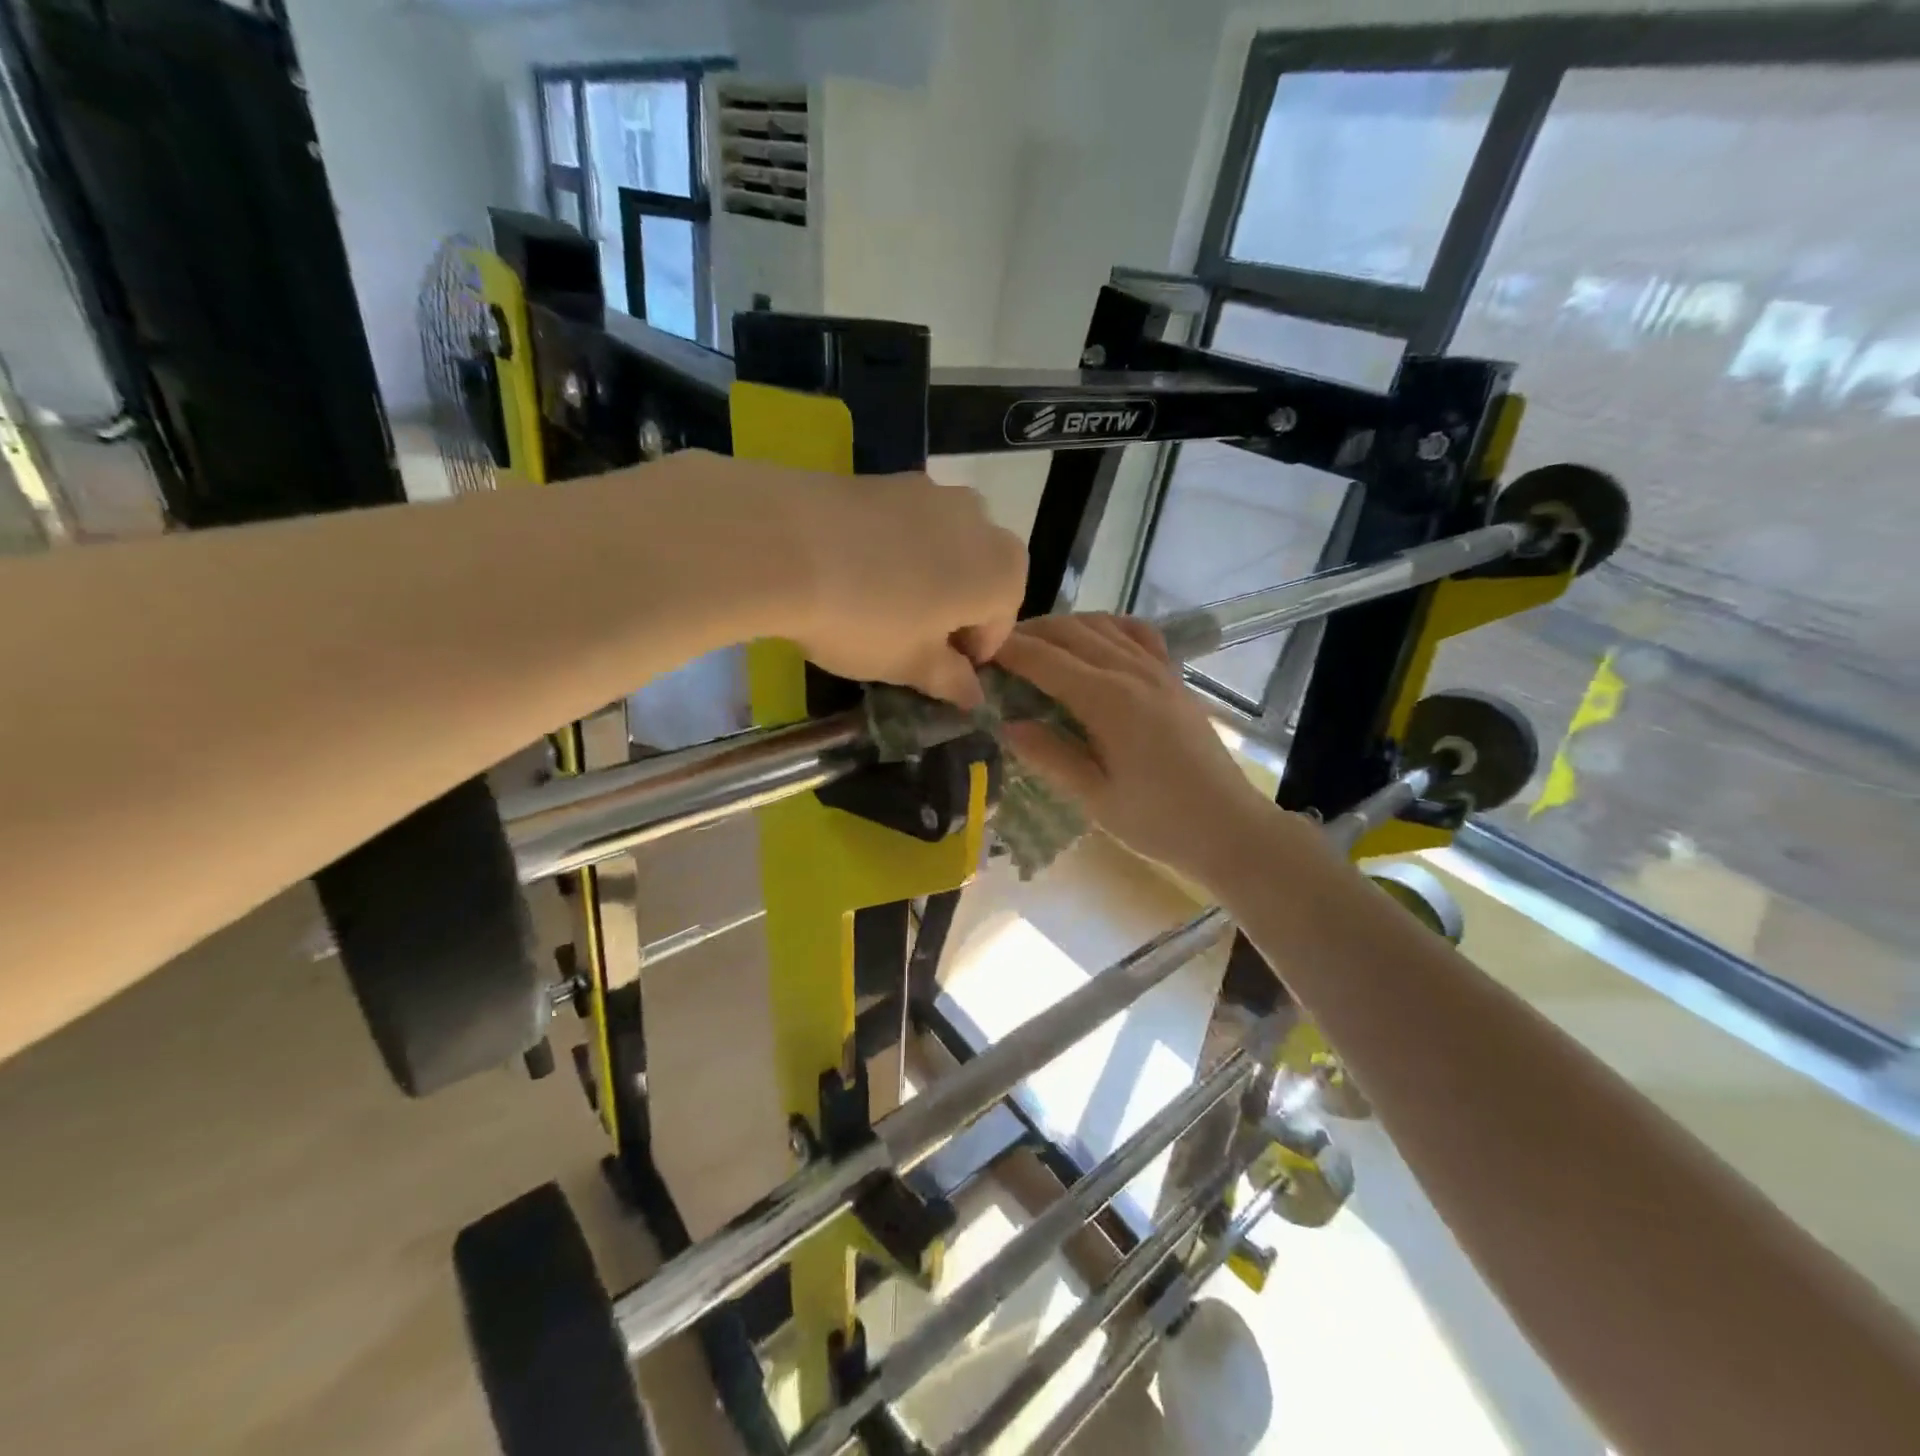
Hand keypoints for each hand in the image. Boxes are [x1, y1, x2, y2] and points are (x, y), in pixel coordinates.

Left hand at [780, 466, 1026, 706]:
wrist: (785, 545)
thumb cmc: (867, 619)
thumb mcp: (911, 665)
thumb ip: (951, 680)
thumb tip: (973, 694)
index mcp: (1002, 574)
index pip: (1000, 626)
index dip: (970, 655)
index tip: (938, 674)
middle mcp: (981, 522)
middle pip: (980, 578)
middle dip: (956, 610)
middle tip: (913, 639)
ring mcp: (934, 492)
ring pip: (946, 547)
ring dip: (929, 578)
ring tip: (883, 604)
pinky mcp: (889, 478)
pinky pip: (909, 525)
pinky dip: (898, 550)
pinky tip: (858, 572)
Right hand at [994, 614, 1288, 888]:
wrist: (1229, 827)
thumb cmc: (1159, 822)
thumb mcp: (1095, 798)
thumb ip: (1050, 756)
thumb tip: (1006, 725)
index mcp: (1109, 700)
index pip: (1045, 660)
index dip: (1006, 651)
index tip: (974, 651)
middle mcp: (1132, 672)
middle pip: (1070, 632)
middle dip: (1028, 633)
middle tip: (994, 649)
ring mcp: (1158, 670)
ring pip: (1101, 625)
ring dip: (1062, 627)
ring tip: (1033, 645)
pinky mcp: (1173, 678)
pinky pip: (1136, 634)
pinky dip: (1105, 627)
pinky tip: (1092, 641)